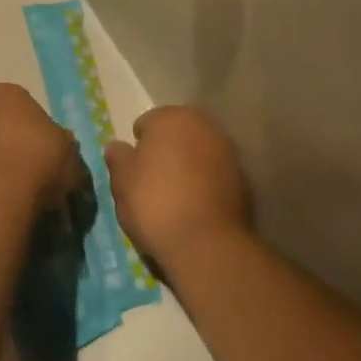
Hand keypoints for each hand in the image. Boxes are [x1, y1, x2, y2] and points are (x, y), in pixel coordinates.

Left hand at [0, 84, 86, 215]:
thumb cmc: (38, 162)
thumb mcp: (70, 153)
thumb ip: (63, 145)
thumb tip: (60, 148)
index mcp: (7, 93)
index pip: (27, 106)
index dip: (40, 130)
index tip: (49, 153)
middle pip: (2, 125)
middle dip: (15, 144)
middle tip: (34, 171)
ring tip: (17, 191)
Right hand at [105, 106, 251, 269]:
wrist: (205, 242)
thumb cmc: (154, 202)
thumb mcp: (122, 181)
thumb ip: (118, 158)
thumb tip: (117, 147)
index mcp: (172, 118)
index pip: (148, 122)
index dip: (138, 145)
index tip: (133, 169)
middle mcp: (204, 126)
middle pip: (177, 134)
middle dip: (166, 150)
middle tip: (152, 180)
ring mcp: (228, 151)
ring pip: (198, 153)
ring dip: (187, 165)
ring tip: (174, 195)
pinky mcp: (243, 178)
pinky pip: (214, 174)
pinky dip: (205, 183)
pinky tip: (194, 206)